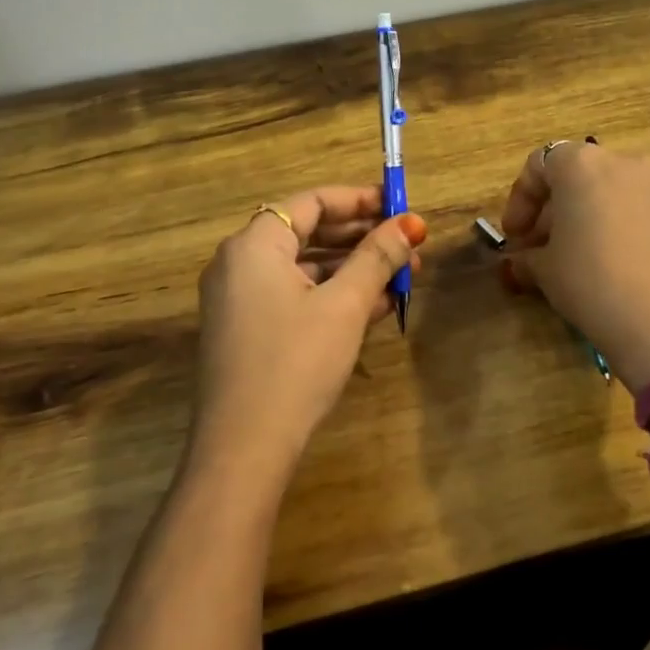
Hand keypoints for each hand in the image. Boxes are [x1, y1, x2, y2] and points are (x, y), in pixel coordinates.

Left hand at [191, 185, 425, 481]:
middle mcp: (239, 264)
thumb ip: (377, 258)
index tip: (400, 206)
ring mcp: (239, 300)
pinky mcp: (247, 331)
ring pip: (304, 268)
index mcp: (255, 245)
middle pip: (307, 233)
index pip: (311, 202)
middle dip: (361, 238)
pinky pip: (294, 297)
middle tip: (407, 246)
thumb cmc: (296, 362)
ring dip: (352, 270)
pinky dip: (331, 296)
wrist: (244, 448)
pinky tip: (374, 308)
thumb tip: (411, 224)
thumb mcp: (345, 305)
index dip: (359, 200)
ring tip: (401, 279)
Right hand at [501, 142, 649, 389]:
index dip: (521, 199)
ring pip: (619, 191)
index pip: (540, 164)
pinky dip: (633, 227)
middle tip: (545, 250)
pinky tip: (631, 265)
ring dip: (596, 216)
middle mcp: (627, 163)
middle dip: (558, 210)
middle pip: (581, 175)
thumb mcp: (545, 272)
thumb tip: (521, 261)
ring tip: (588, 257)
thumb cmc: (594, 286)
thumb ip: (527, 256)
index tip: (515, 236)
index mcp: (583, 165)